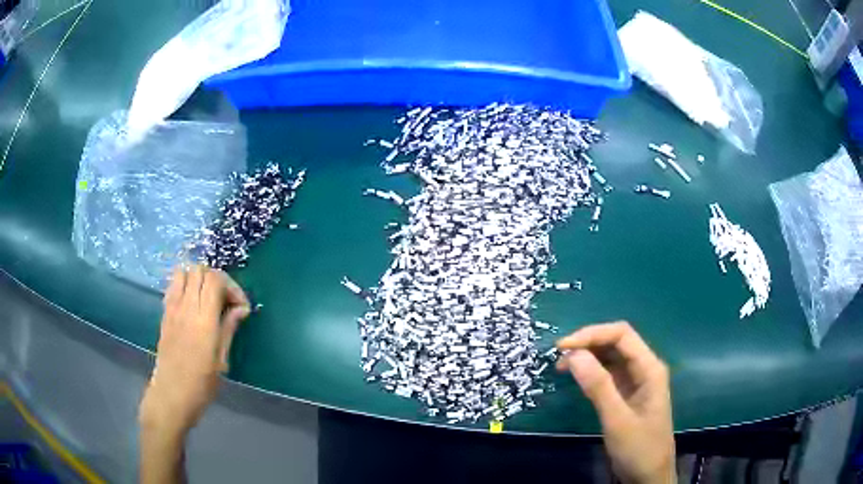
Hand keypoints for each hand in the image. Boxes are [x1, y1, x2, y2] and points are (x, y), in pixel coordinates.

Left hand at [139, 265, 250, 437]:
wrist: (172, 394)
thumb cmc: (201, 384)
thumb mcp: (221, 359)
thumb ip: (229, 328)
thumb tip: (241, 308)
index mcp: (204, 320)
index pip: (215, 280)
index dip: (232, 286)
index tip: (241, 306)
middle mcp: (186, 307)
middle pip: (200, 270)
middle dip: (217, 279)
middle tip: (225, 301)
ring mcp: (172, 308)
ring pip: (184, 272)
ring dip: (199, 278)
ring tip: (208, 298)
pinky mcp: (164, 313)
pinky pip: (173, 285)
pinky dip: (185, 285)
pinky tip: (193, 304)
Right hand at [556, 322, 675, 483]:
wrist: (649, 476)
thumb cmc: (639, 448)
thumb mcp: (617, 419)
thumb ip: (598, 386)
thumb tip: (573, 354)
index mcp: (649, 368)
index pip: (622, 335)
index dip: (592, 334)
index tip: (563, 348)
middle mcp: (644, 368)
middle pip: (617, 342)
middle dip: (588, 343)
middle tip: (558, 357)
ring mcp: (636, 381)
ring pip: (611, 357)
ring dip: (588, 356)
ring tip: (562, 366)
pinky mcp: (627, 394)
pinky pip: (609, 374)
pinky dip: (591, 372)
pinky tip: (577, 378)